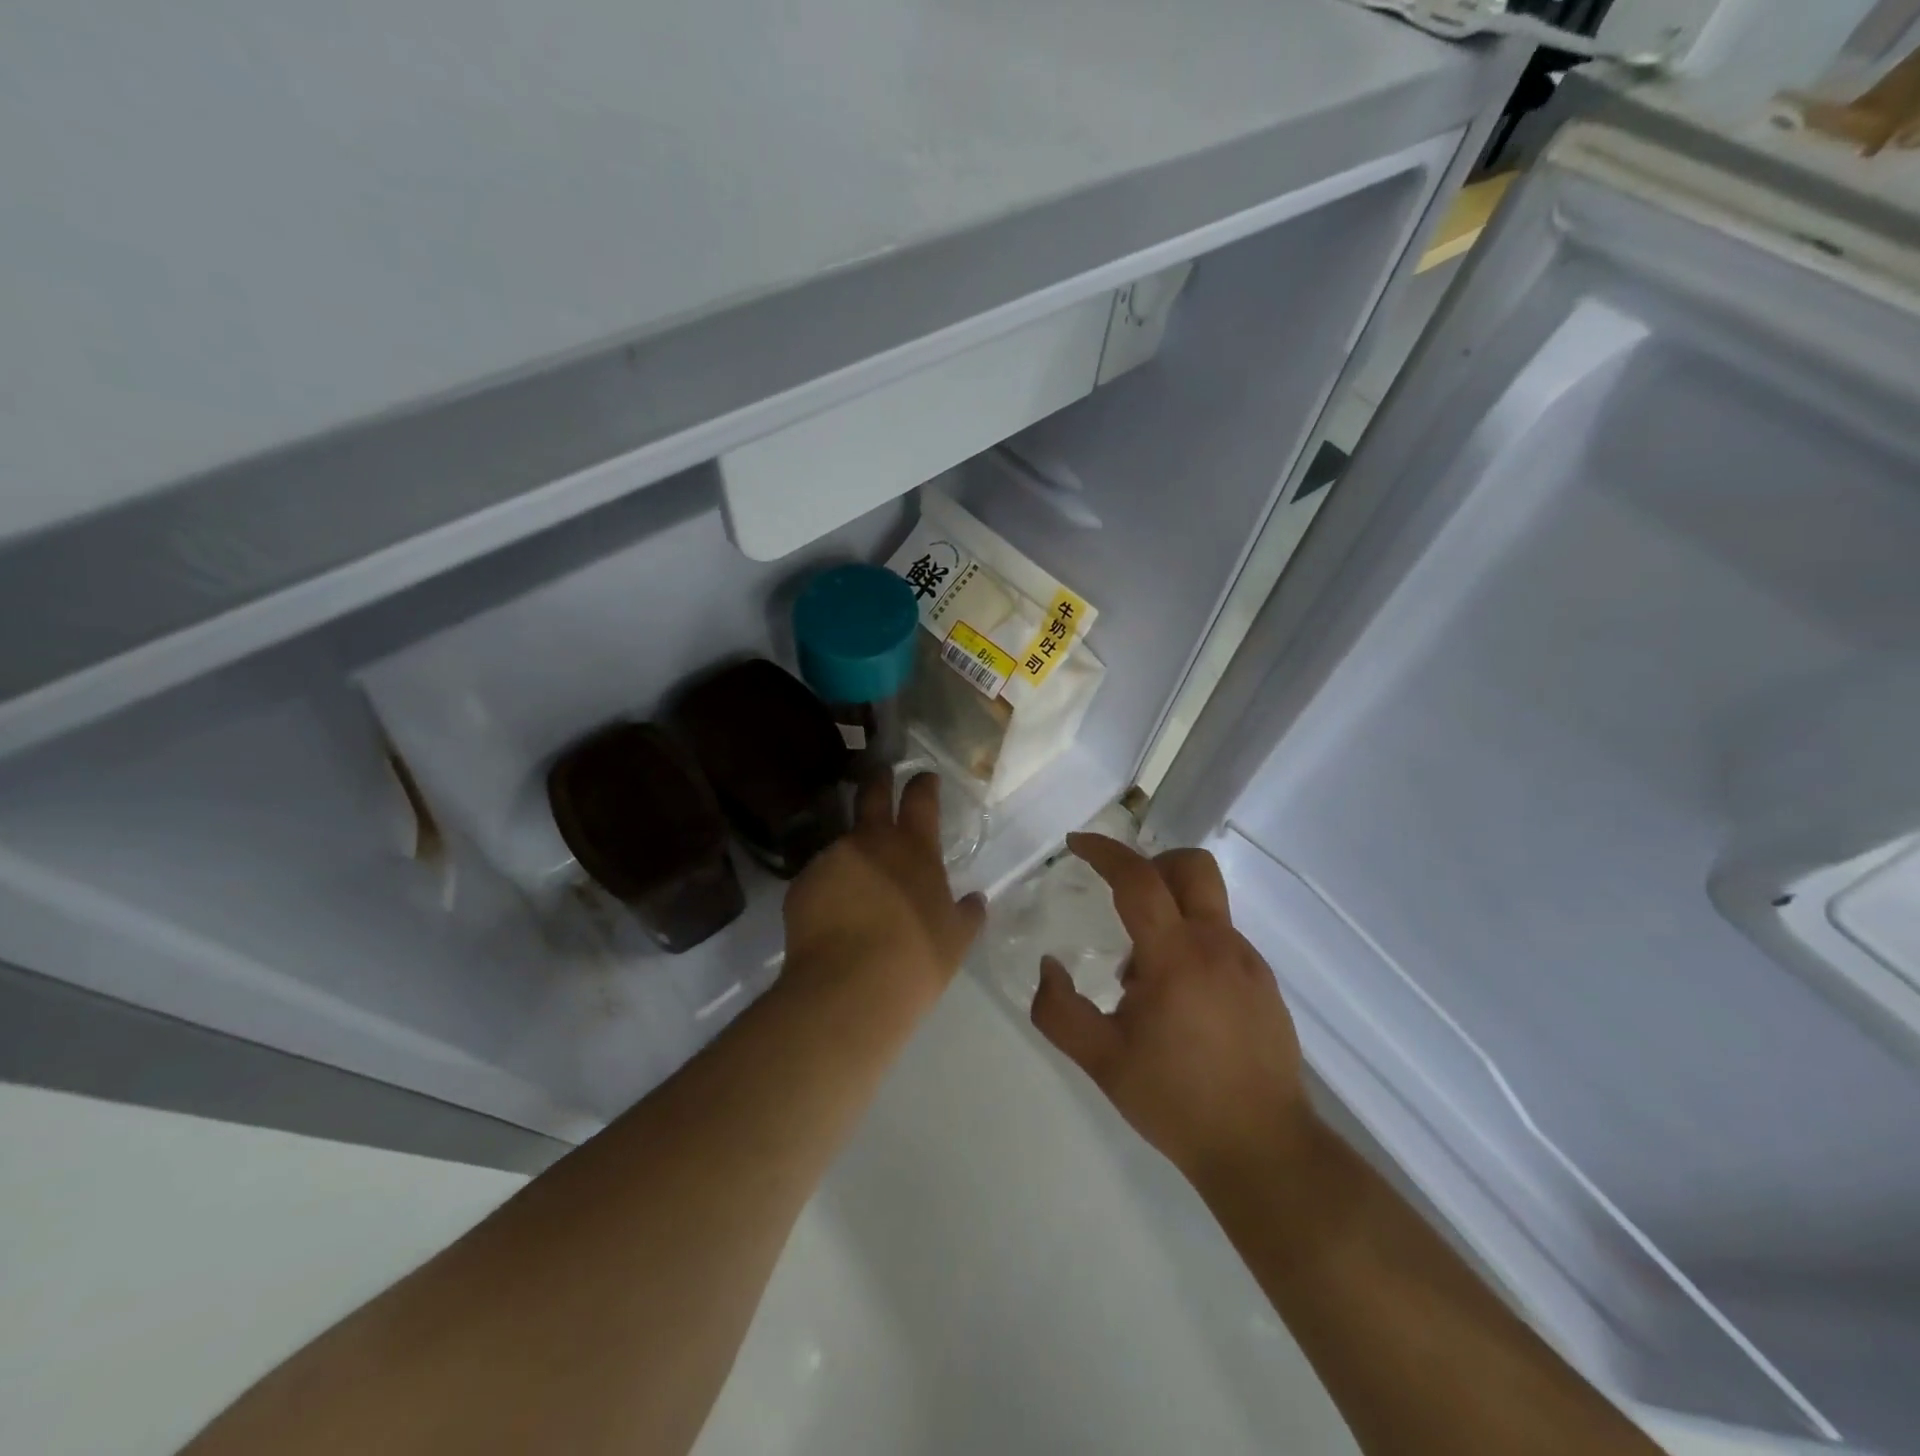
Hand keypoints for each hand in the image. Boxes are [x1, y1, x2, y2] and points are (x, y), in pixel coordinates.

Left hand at [782, 770, 985, 1012]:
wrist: (848, 989)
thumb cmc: (915, 960)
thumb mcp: (956, 940)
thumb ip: (968, 914)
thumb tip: (976, 900)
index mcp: (914, 848)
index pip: (921, 797)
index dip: (924, 782)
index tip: (925, 777)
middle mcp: (870, 841)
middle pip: (872, 793)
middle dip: (878, 780)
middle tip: (880, 775)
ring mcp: (831, 859)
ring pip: (843, 842)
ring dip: (853, 853)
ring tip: (857, 884)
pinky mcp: (801, 884)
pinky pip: (820, 877)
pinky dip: (830, 887)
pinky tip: (834, 915)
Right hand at [1029, 834, 1311, 1191]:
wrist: (1264, 1151)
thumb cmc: (1176, 1101)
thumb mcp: (1100, 1061)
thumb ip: (1059, 1011)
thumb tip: (1049, 965)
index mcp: (1175, 956)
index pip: (1138, 879)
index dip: (1104, 852)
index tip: (1075, 844)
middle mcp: (1218, 946)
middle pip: (1191, 866)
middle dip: (1152, 864)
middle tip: (1120, 897)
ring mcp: (1248, 963)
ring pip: (1207, 905)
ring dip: (1169, 914)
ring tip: (1142, 976)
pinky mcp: (1265, 984)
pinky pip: (1222, 940)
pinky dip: (1192, 944)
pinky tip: (1178, 1000)